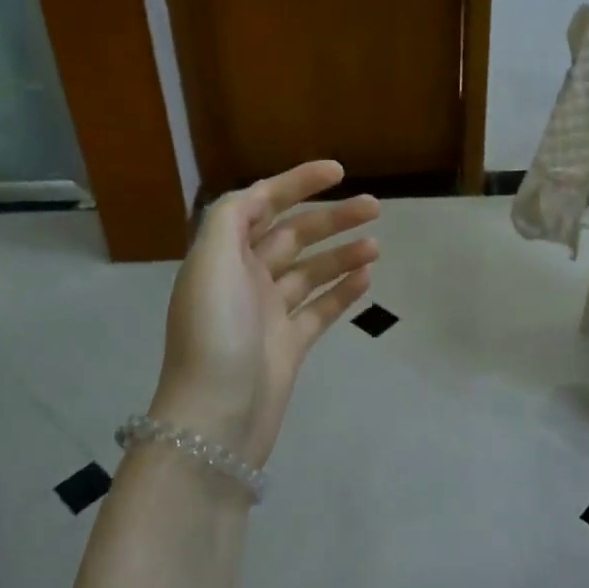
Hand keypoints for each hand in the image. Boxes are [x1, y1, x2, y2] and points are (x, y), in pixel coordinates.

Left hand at [149, 160, 379, 467]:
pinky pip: (320, 308)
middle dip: (332, 219)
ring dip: (342, 254)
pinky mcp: (289, 344)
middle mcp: (245, 278)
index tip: (338, 171)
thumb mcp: (211, 262)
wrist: (217, 416)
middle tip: (375, 207)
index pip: (261, 204)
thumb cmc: (215, 331)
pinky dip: (342, 291)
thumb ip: (232, 217)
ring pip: (311, 271)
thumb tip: (259, 194)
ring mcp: (269, 313)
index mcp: (224, 256)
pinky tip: (367, 279)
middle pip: (293, 236)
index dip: (297, 183)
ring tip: (376, 246)